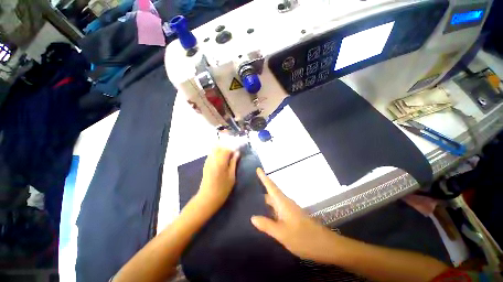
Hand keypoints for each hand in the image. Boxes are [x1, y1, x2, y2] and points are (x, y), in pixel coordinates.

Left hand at [197, 147, 239, 208]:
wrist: (207, 198)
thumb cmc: (222, 189)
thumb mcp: (232, 176)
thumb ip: (234, 163)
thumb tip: (237, 153)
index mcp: (220, 162)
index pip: (227, 150)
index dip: (233, 150)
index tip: (237, 155)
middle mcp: (213, 159)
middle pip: (220, 147)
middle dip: (227, 149)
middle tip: (233, 156)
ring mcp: (208, 161)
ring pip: (215, 150)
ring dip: (222, 151)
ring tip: (227, 158)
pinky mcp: (205, 164)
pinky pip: (212, 154)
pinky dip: (217, 154)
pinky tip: (221, 160)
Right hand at [251, 168, 340, 262]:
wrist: (325, 246)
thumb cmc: (303, 238)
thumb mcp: (282, 233)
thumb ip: (266, 225)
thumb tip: (252, 217)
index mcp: (283, 203)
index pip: (271, 186)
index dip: (264, 177)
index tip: (258, 169)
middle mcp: (286, 204)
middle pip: (272, 193)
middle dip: (263, 188)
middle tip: (251, 187)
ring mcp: (290, 210)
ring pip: (275, 202)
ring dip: (266, 199)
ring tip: (254, 201)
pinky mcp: (292, 217)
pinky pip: (278, 210)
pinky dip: (271, 209)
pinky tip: (266, 216)